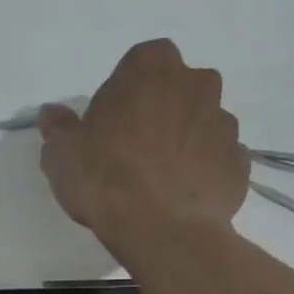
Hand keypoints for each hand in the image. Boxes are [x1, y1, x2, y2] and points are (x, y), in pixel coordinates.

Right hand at [38, 38, 249, 259]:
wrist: (164, 230)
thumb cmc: (106, 180)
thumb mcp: (61, 155)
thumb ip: (59, 129)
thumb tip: (53, 115)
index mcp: (151, 68)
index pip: (140, 63)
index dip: (126, 92)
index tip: (112, 123)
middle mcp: (197, 84)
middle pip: (177, 90)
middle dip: (161, 111)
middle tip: (136, 150)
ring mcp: (225, 123)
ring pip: (201, 123)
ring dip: (185, 141)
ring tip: (161, 181)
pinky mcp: (240, 162)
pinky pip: (218, 159)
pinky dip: (204, 171)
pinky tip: (183, 197)